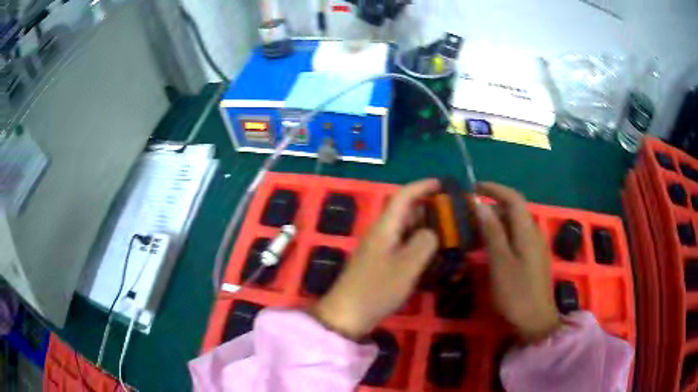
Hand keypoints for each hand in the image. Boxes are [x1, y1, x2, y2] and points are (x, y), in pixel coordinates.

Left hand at [310, 179, 439, 339]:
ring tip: (449, 238)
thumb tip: (433, 231)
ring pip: (407, 231)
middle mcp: (381, 233)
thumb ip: (425, 242)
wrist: (347, 314)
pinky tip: (433, 259)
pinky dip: (419, 247)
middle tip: (454, 218)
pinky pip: (403, 247)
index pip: (404, 196)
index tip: (443, 184)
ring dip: (426, 231)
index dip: (423, 186)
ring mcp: (379, 248)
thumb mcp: (407, 266)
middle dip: (430, 211)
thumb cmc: (377, 289)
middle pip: (407, 212)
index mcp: (385, 226)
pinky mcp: (380, 263)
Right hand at [476, 182, 560, 342]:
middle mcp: (533, 233)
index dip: (495, 189)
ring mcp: (534, 247)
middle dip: (493, 205)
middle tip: (469, 212)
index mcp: (527, 231)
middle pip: (514, 209)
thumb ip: (492, 232)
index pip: (513, 198)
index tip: (474, 188)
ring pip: (515, 224)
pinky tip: (489, 246)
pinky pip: (516, 237)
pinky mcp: (532, 258)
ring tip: (475, 227)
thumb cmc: (516, 293)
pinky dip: (502, 234)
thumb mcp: (500, 263)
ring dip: (496, 220)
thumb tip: (481, 205)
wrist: (535, 321)